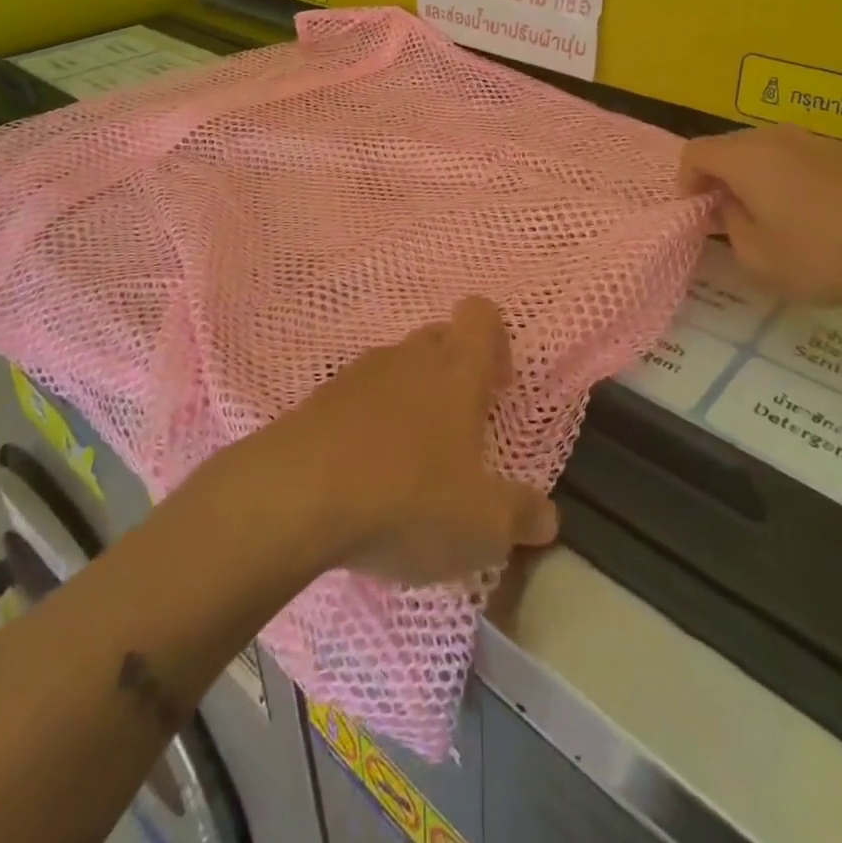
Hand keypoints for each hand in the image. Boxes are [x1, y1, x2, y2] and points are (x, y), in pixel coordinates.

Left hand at [277, 297, 558, 586]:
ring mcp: (357, 373)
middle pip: (439, 337)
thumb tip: (547, 518)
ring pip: (395, 368)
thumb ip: (521, 518)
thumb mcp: (481, 526)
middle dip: (452, 373)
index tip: (496, 386)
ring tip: (406, 462)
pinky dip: (364, 425)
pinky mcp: (317, 399)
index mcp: (457, 370)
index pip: (482, 315)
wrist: (294, 498)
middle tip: (457, 432)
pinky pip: (354, 399)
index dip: (495, 340)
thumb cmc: (407, 499)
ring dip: (407, 401)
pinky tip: (360, 475)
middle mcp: (409, 357)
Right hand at [680, 123, 841, 309]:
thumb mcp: (756, 258)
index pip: (695, 152)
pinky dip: (785, 177)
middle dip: (718, 178)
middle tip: (727, 218)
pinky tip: (808, 214)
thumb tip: (730, 204)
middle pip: (728, 147)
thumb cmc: (821, 256)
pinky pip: (796, 157)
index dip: (686, 182)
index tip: (699, 215)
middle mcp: (775, 137)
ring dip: (752, 177)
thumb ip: (729, 225)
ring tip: (767, 216)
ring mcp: (813, 140)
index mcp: (746, 157)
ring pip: (763, 150)